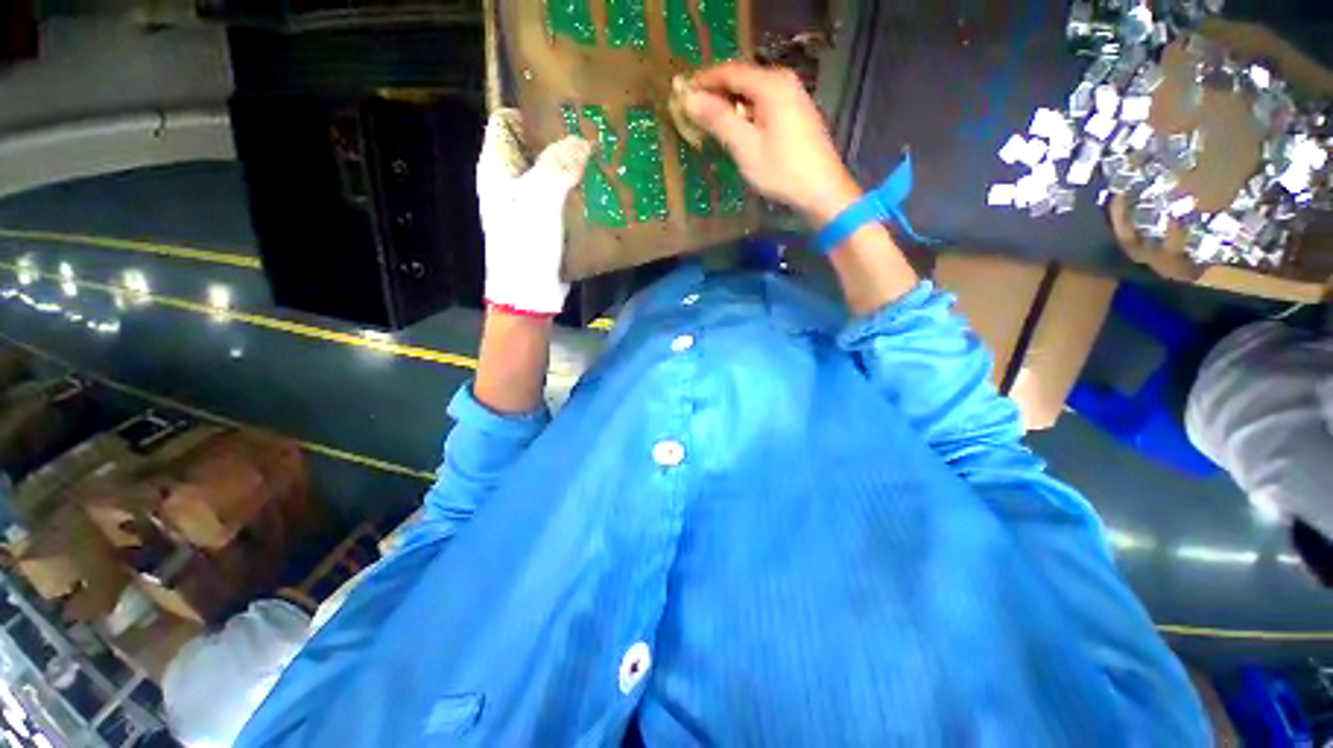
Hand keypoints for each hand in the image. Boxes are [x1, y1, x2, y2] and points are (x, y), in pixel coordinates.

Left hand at [477, 109, 591, 315]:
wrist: (529, 295)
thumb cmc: (525, 246)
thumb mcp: (539, 201)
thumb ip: (558, 166)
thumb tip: (582, 140)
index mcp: (496, 167)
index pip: (505, 121)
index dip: (531, 113)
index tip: (565, 113)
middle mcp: (510, 180)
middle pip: (532, 146)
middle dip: (559, 139)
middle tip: (593, 136)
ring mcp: (528, 203)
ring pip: (550, 173)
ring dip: (572, 167)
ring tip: (602, 161)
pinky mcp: (546, 223)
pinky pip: (561, 198)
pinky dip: (577, 192)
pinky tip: (599, 192)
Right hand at [684, 62, 860, 224]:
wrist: (822, 190)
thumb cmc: (782, 170)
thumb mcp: (746, 147)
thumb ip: (718, 120)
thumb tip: (690, 100)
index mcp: (771, 85)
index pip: (730, 72)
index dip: (704, 81)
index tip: (682, 94)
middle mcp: (783, 81)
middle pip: (742, 79)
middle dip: (717, 93)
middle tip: (693, 112)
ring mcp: (793, 96)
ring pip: (752, 92)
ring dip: (731, 105)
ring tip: (710, 123)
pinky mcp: (796, 112)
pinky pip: (764, 103)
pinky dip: (746, 113)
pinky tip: (737, 131)